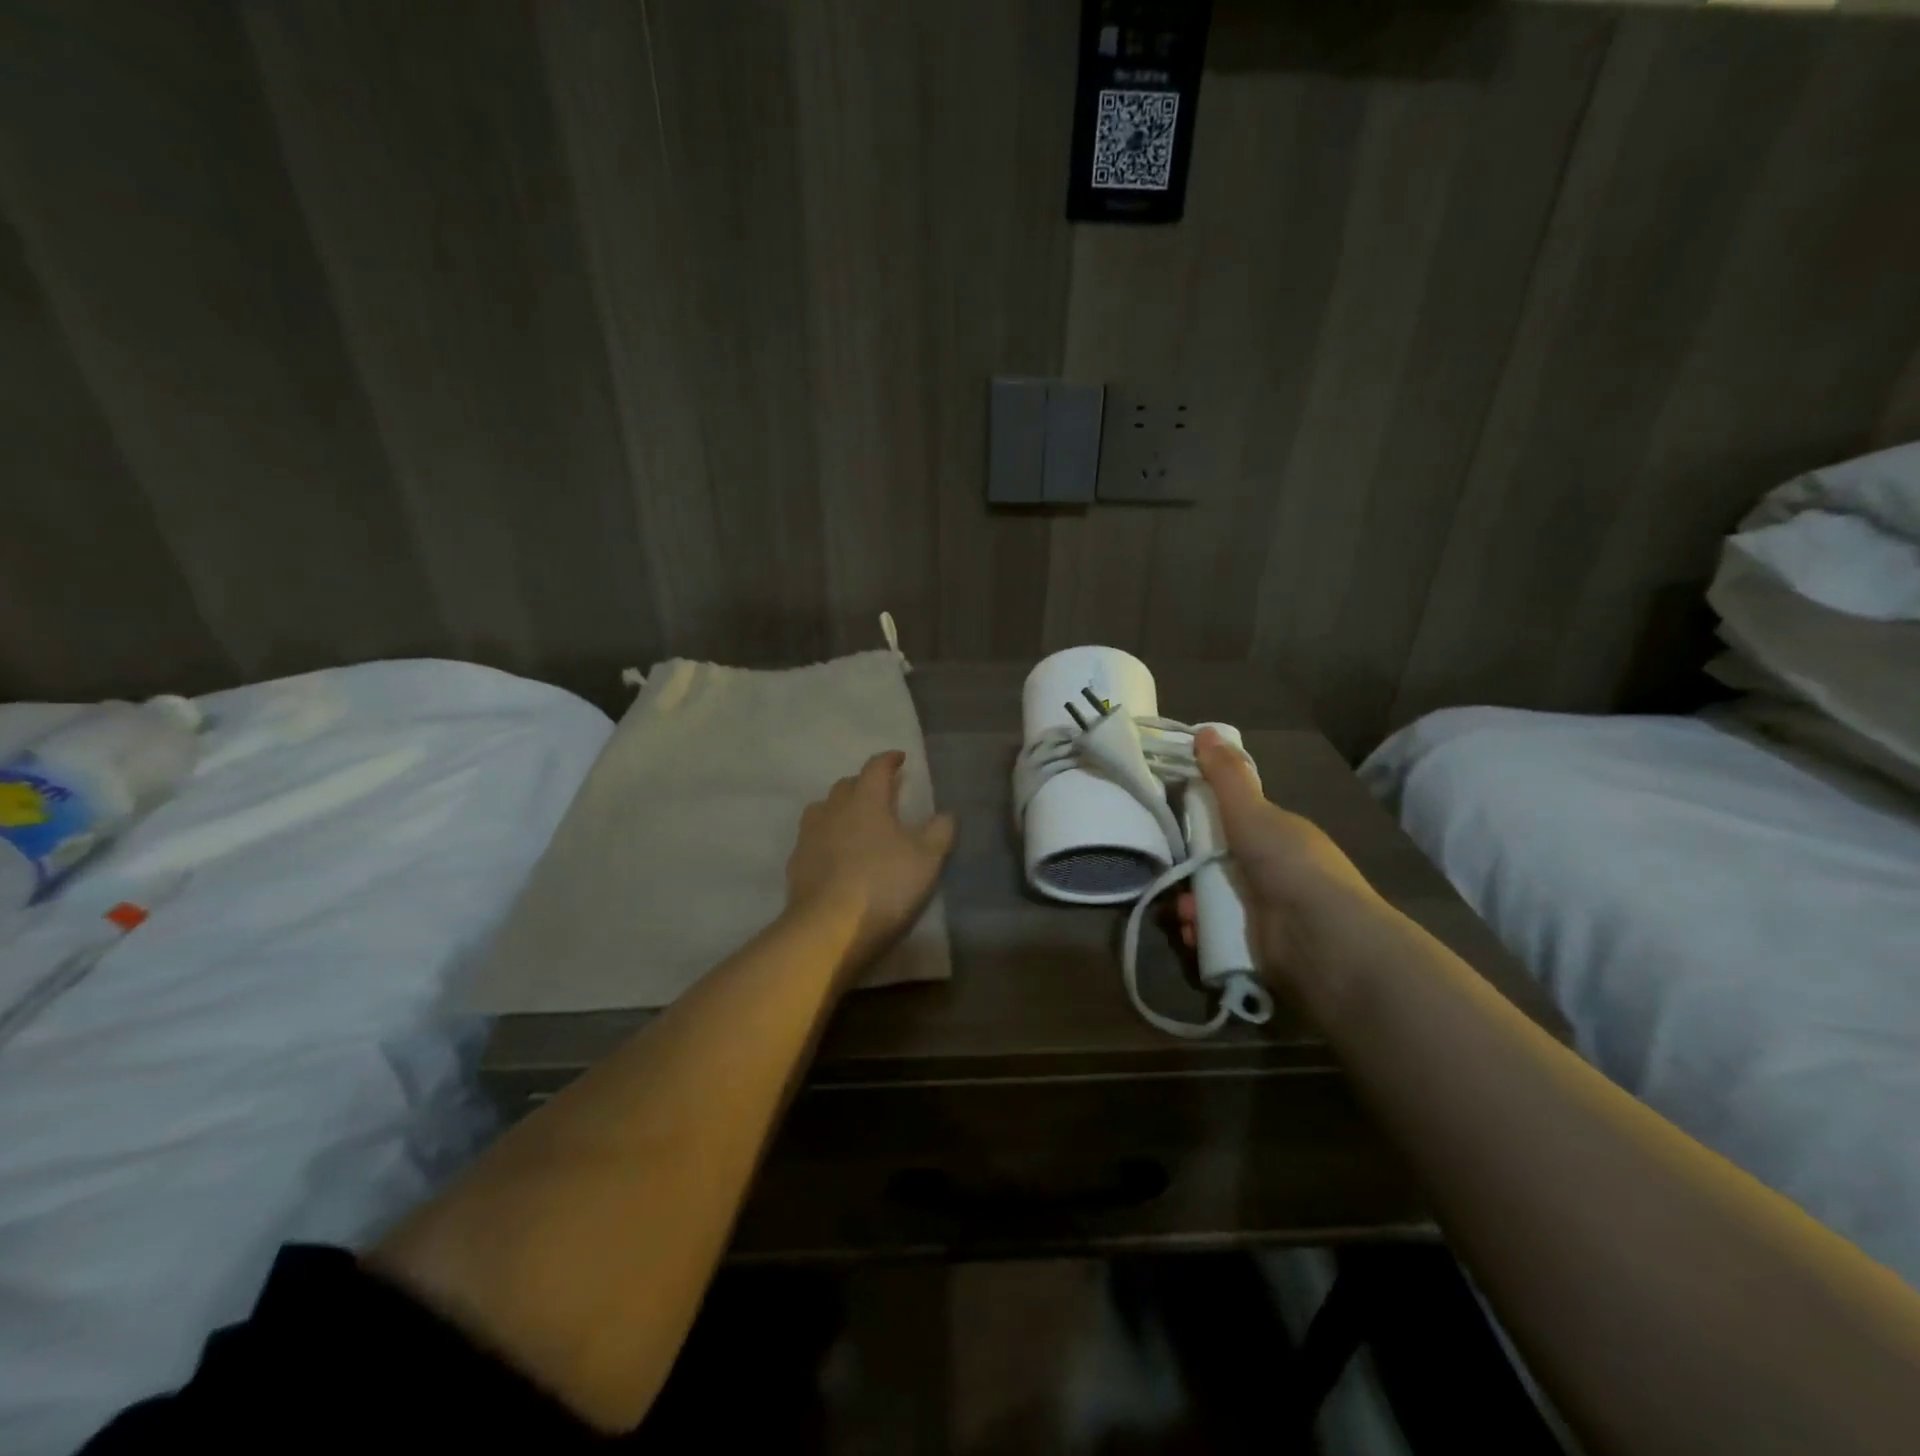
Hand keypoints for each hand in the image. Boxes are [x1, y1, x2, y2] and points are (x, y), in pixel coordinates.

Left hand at [786, 750, 956, 974]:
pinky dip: (825, 837)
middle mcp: (834, 809)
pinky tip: (833, 853)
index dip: (889, 760)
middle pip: (847, 785)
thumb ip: (939, 832)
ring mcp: (810, 835)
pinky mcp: (796, 862)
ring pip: (823, 808)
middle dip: (864, 783)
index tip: (900, 758)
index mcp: (866, 800)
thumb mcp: (926, 860)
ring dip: (839, 808)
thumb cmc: (883, 884)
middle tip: (881, 793)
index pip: (876, 768)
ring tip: (853, 820)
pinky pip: (811, 838)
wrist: (828, 926)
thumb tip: (945, 814)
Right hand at [1175, 727, 1383, 990]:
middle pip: (1218, 865)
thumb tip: (1204, 730)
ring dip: (1191, 906)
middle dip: (1191, 870)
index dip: (1205, 822)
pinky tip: (1193, 934)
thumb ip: (1227, 776)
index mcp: (1280, 838)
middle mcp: (1276, 874)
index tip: (1176, 822)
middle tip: (1174, 872)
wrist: (1322, 943)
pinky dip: (1201, 935)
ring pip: (1213, 902)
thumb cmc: (1289, 866)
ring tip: (1183, 912)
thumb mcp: (1253, 812)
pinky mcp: (1258, 950)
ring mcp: (1268, 914)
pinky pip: (1217, 937)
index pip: (1236, 824)